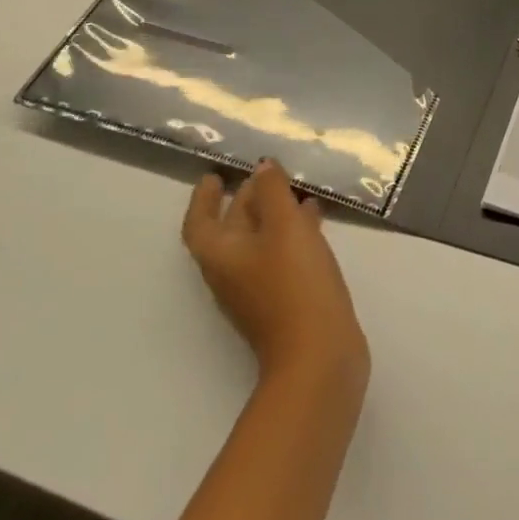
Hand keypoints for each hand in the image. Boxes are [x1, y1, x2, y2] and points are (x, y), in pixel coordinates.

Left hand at [182, 162, 369, 393]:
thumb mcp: (285, 227)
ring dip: (272, 214)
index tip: (214, 175)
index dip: (204, 198)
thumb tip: (262, 167)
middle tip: (267, 173)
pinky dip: (292, 232)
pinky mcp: (285, 298)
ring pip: (259, 241)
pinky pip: (281, 254)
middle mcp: (233, 273)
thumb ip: (273, 192)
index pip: (201, 222)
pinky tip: (316, 221)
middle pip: (231, 229)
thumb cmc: (294, 283)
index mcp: (222, 255)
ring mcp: (258, 289)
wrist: (317, 352)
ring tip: (297, 189)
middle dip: (246, 199)